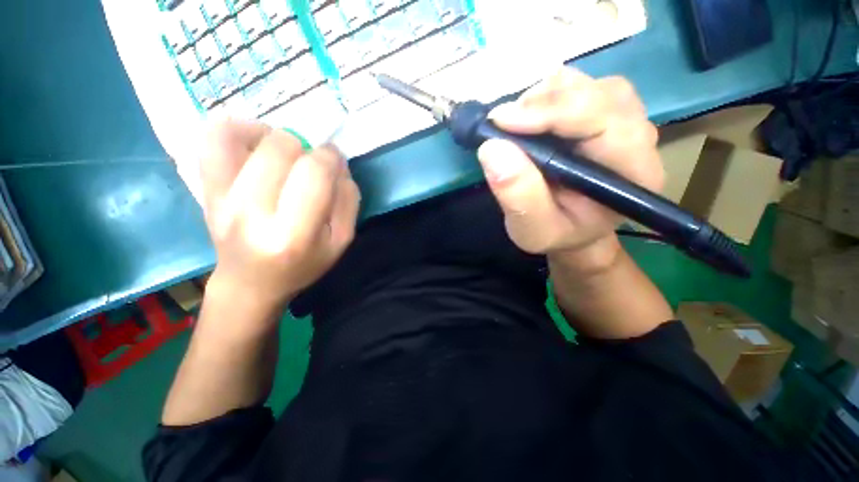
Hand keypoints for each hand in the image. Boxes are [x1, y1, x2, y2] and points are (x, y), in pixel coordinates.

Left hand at [199, 120, 360, 314]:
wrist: (251, 282)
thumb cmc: (303, 264)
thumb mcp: (341, 241)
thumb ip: (348, 200)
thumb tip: (337, 162)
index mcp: (294, 233)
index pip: (314, 172)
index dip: (330, 157)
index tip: (334, 162)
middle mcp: (251, 213)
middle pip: (280, 147)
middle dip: (305, 148)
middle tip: (309, 165)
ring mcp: (220, 198)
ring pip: (241, 135)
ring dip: (272, 136)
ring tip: (283, 155)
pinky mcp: (204, 190)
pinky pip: (212, 140)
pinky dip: (236, 130)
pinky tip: (255, 145)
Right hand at [477, 68, 662, 269]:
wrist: (574, 230)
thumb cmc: (557, 233)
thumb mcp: (533, 229)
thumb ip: (518, 196)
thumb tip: (492, 148)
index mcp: (632, 171)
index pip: (603, 119)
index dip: (551, 112)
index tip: (501, 122)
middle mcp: (637, 136)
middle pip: (596, 93)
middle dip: (542, 103)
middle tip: (501, 125)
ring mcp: (622, 119)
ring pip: (586, 84)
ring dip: (542, 98)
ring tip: (514, 125)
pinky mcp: (602, 112)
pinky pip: (576, 86)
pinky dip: (545, 96)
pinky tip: (528, 119)